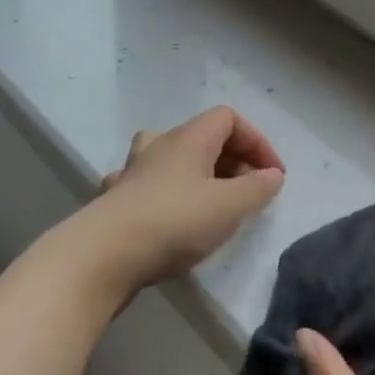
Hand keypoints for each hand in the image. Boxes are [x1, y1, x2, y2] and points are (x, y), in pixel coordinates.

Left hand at [82, 106, 285, 300]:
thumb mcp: (229, 206)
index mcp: (188, 138)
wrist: (102, 255)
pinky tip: (172, 219)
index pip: (229, 118)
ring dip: (199, 175)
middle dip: (233, 160)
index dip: (256, 141)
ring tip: (213, 204)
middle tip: (248, 193)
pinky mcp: (115, 200)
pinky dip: (169, 195)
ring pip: (173, 159)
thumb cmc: (174, 221)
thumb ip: (257, 188)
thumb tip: (272, 175)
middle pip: (203, 137)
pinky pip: (149, 186)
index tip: (272, 175)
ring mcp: (132, 171)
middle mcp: (158, 145)